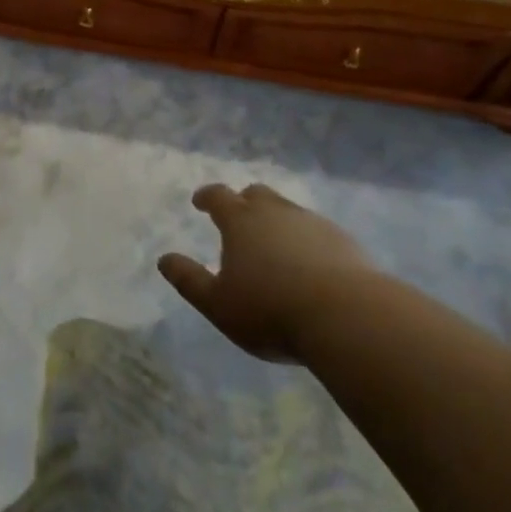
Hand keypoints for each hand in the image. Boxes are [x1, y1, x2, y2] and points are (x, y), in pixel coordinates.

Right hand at [159, 183, 376, 363]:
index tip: (199, 201)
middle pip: (256, 194)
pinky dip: (306, 240)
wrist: (347, 316)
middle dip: (243, 201)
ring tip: (275, 244)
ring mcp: (311, 222)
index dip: (206, 197)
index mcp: (241, 220)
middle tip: (239, 218)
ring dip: (276, 220)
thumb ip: (189, 280)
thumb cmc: (271, 310)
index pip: (218, 196)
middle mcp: (275, 211)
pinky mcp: (342, 241)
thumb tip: (163, 259)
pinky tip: (310, 264)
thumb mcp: (219, 304)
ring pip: (287, 210)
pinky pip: (316, 231)